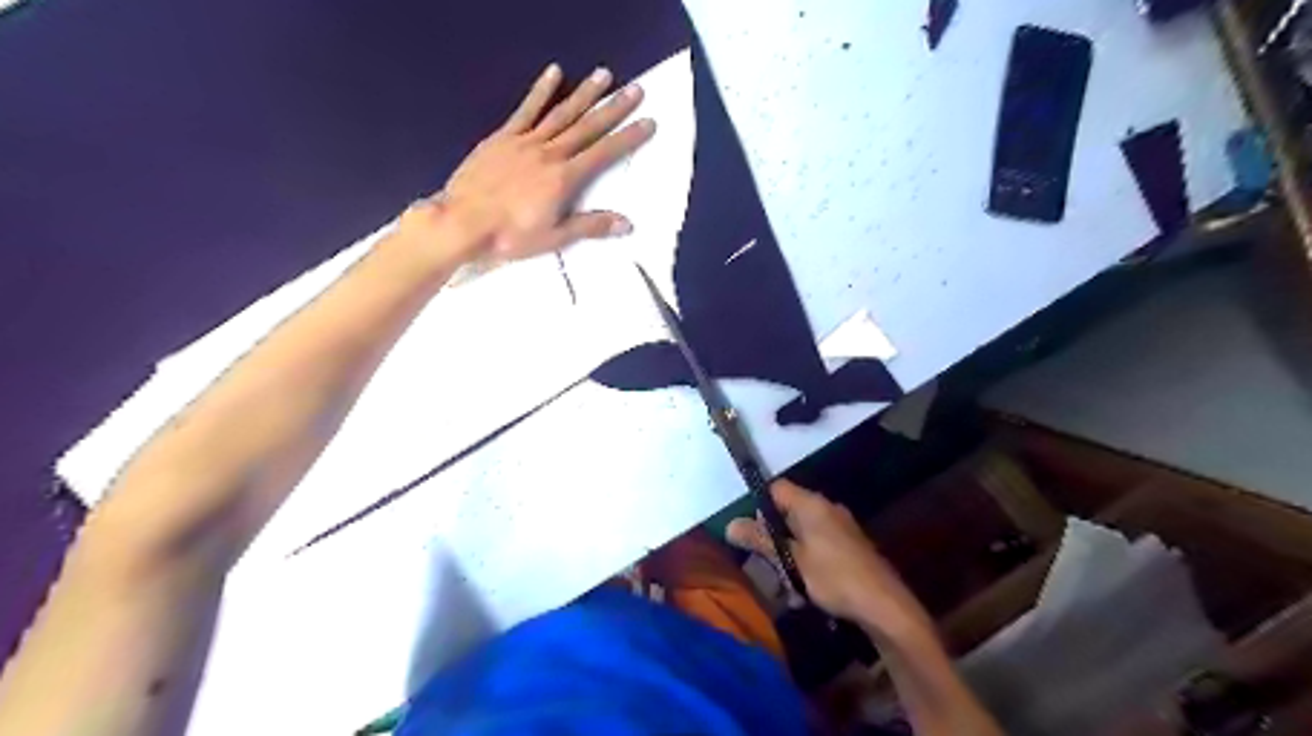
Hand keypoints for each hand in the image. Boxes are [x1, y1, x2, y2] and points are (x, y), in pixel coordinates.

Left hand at [405, 60, 655, 264]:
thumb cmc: (509, 235)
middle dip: (614, 108)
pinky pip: (526, 110)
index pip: (604, 154)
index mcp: (564, 179)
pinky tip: (555, 73)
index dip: (628, 138)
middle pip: (587, 127)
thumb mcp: (554, 237)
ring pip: (561, 113)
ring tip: (604, 75)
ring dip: (585, 94)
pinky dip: (541, 91)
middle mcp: (550, 153)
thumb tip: (627, 222)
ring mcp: (525, 141)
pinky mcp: (503, 137)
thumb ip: (591, 225)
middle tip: (635, 89)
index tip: (648, 122)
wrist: (462, 222)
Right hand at [735, 482, 926, 638]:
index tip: (750, 532)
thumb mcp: (791, 561)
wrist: (885, 606)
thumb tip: (730, 524)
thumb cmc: (834, 577)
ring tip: (786, 587)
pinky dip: (807, 564)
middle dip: (773, 539)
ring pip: (802, 535)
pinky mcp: (849, 547)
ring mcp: (841, 528)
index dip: (759, 506)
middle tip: (765, 565)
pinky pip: (818, 548)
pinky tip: (806, 593)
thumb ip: (761, 540)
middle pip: (788, 513)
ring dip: (789, 557)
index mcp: (812, 504)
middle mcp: (827, 508)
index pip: (777, 488)